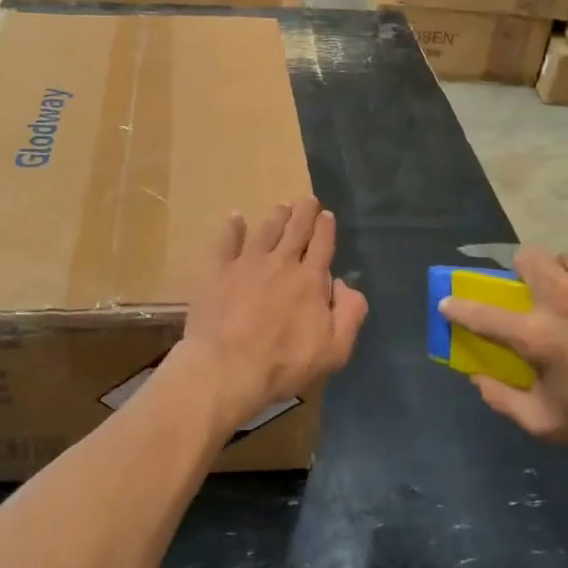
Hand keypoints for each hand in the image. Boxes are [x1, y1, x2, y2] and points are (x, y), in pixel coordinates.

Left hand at [179, 198, 369, 435]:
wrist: (227, 368)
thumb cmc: (284, 364)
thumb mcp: (334, 350)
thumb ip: (349, 313)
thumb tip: (345, 284)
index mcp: (309, 281)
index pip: (322, 246)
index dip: (326, 228)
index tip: (327, 214)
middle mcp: (281, 263)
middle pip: (296, 231)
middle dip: (304, 213)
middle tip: (308, 199)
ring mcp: (247, 264)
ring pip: (266, 231)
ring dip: (277, 216)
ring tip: (283, 205)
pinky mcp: (218, 272)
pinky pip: (226, 242)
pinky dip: (232, 227)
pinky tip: (235, 217)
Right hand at [440, 249, 567, 455]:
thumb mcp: (551, 424)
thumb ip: (503, 401)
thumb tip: (476, 377)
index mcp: (539, 334)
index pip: (481, 312)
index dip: (458, 306)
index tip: (448, 301)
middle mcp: (564, 295)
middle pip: (526, 257)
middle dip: (526, 273)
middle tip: (542, 297)